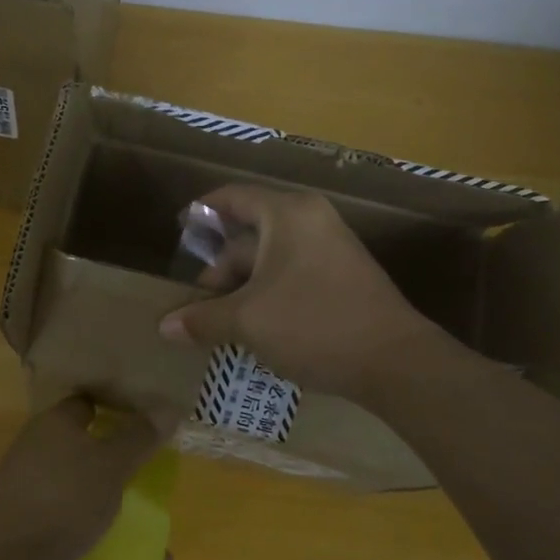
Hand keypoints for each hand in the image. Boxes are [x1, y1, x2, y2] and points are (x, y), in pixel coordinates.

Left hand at [0, 397, 168, 559]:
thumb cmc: (60, 497)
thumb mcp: (109, 464)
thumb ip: (139, 437)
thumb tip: (167, 407)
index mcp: (56, 424)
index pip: (88, 402)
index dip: (118, 404)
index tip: (153, 415)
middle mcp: (43, 453)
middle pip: (90, 449)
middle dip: (124, 463)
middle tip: (163, 471)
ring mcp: (36, 494)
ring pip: (86, 494)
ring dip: (118, 509)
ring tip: (158, 527)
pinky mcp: (36, 535)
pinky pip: (79, 533)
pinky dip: (108, 545)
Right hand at [158, 185, 481, 404]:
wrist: (395, 362)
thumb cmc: (313, 324)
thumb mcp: (248, 321)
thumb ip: (202, 319)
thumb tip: (163, 327)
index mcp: (287, 214)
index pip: (233, 197)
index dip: (202, 211)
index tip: (179, 228)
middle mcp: (310, 220)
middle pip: (250, 234)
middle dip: (220, 268)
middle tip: (198, 303)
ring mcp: (331, 247)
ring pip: (271, 258)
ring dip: (242, 286)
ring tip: (221, 322)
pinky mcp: (343, 275)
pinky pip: (292, 272)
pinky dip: (268, 292)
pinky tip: (255, 326)